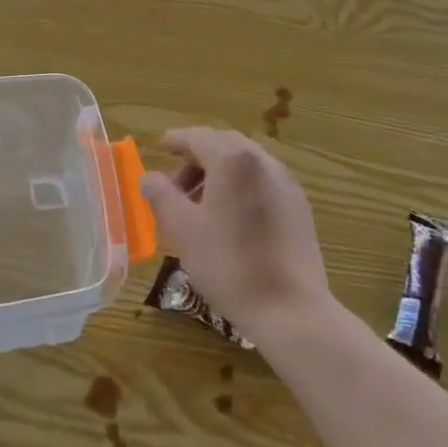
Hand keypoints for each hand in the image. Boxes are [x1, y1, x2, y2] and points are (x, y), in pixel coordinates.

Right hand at [140, 127, 332, 344]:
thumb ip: (161, 196)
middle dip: (196, 157)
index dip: (174, 141)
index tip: (157, 148)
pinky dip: (240, 186)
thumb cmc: (230, 264)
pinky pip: (262, 181)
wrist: (291, 309)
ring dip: (218, 173)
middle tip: (174, 184)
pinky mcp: (299, 206)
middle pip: (223, 145)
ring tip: (199, 205)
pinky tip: (230, 219)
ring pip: (244, 163)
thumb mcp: (183, 230)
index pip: (197, 136)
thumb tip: (148, 177)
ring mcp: (286, 182)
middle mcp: (263, 160)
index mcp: (233, 159)